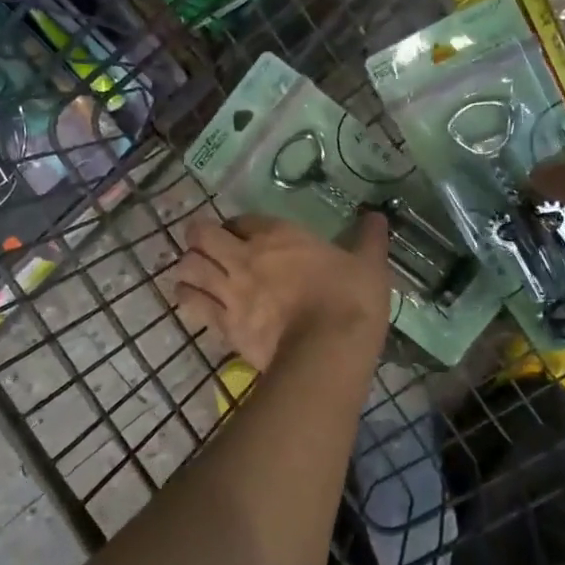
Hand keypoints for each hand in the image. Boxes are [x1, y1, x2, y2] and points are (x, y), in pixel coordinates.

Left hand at [170, 212, 390, 369]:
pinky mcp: (223, 324)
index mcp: (278, 236)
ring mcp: (230, 290)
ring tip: (196, 273)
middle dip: (200, 238)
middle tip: (209, 248)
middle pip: (201, 235)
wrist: (329, 348)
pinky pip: (191, 303)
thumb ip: (369, 238)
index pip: (241, 219)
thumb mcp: (369, 264)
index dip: (238, 225)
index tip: (244, 234)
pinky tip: (191, 298)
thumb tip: (377, 216)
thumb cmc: (351, 299)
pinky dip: (187, 297)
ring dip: (189, 266)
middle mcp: (245, 256)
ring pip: (188, 267)